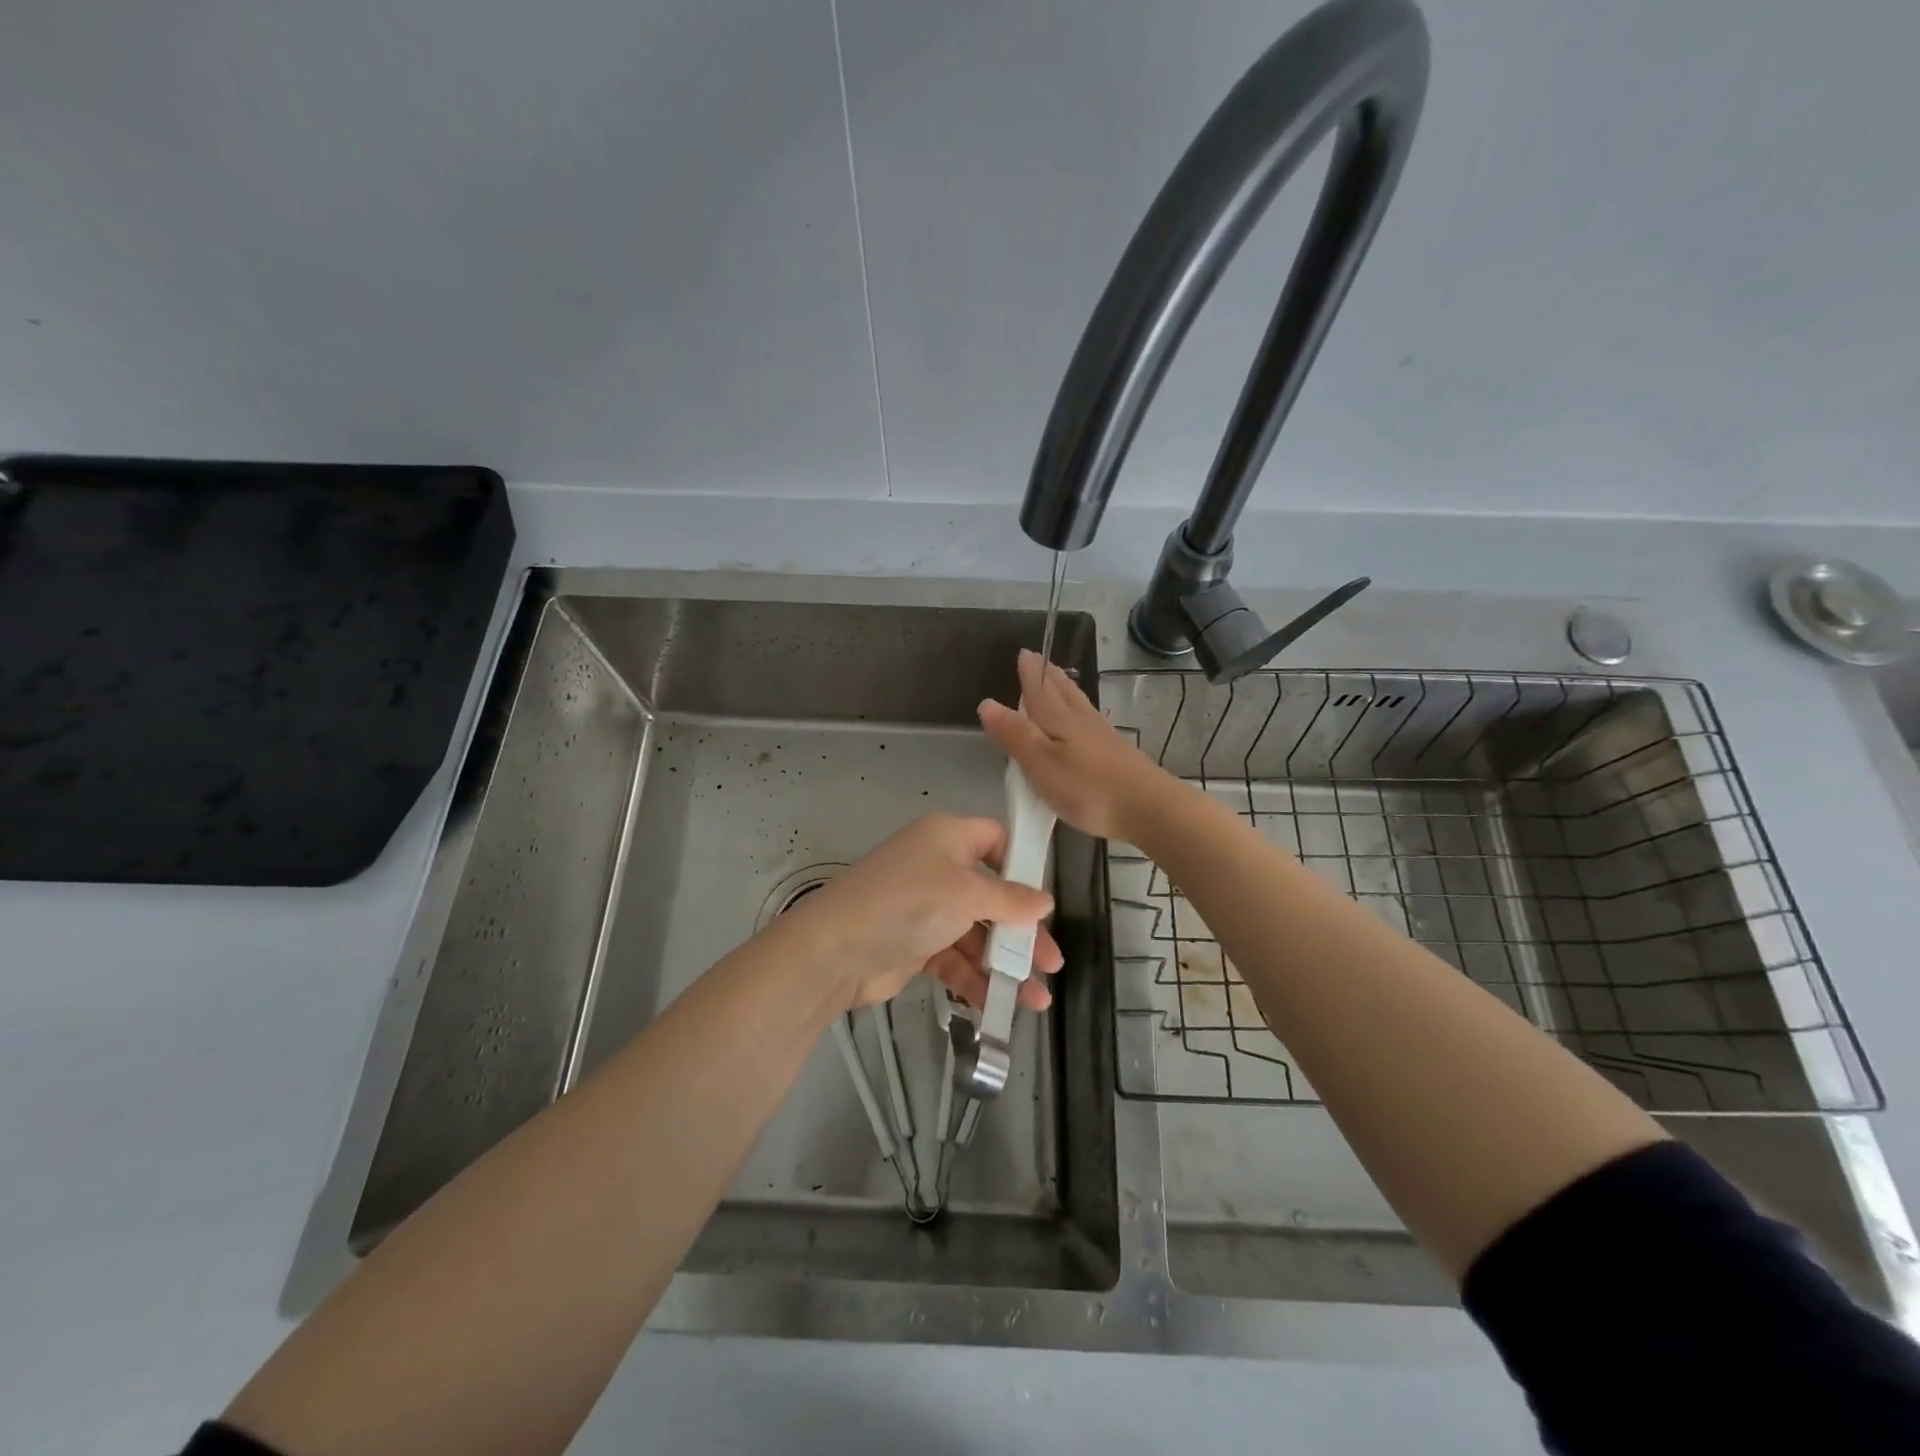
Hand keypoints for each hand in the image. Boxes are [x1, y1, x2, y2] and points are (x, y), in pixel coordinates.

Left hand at [780, 814, 1062, 1011]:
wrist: (837, 950)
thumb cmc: (908, 903)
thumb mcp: (966, 895)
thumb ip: (1010, 900)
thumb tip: (1045, 901)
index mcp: (948, 838)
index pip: (996, 840)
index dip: (1022, 865)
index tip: (1045, 899)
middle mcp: (939, 867)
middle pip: (992, 896)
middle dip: (1022, 931)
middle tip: (1052, 962)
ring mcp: (927, 908)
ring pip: (977, 933)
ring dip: (1004, 964)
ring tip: (1036, 998)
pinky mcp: (916, 944)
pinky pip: (956, 958)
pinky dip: (976, 980)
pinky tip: (1001, 1004)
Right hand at [978, 649, 1174, 841]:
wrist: (1148, 807)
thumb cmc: (1087, 787)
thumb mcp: (1040, 763)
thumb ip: (1014, 734)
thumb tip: (987, 702)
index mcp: (1058, 720)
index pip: (1038, 690)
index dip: (1030, 673)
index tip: (1024, 653)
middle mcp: (1081, 720)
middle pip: (1061, 691)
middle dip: (1048, 675)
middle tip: (1040, 660)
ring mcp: (1102, 735)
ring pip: (1078, 703)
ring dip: (1065, 689)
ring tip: (1058, 680)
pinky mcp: (1116, 752)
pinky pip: (1090, 719)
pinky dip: (1080, 710)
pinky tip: (1084, 718)